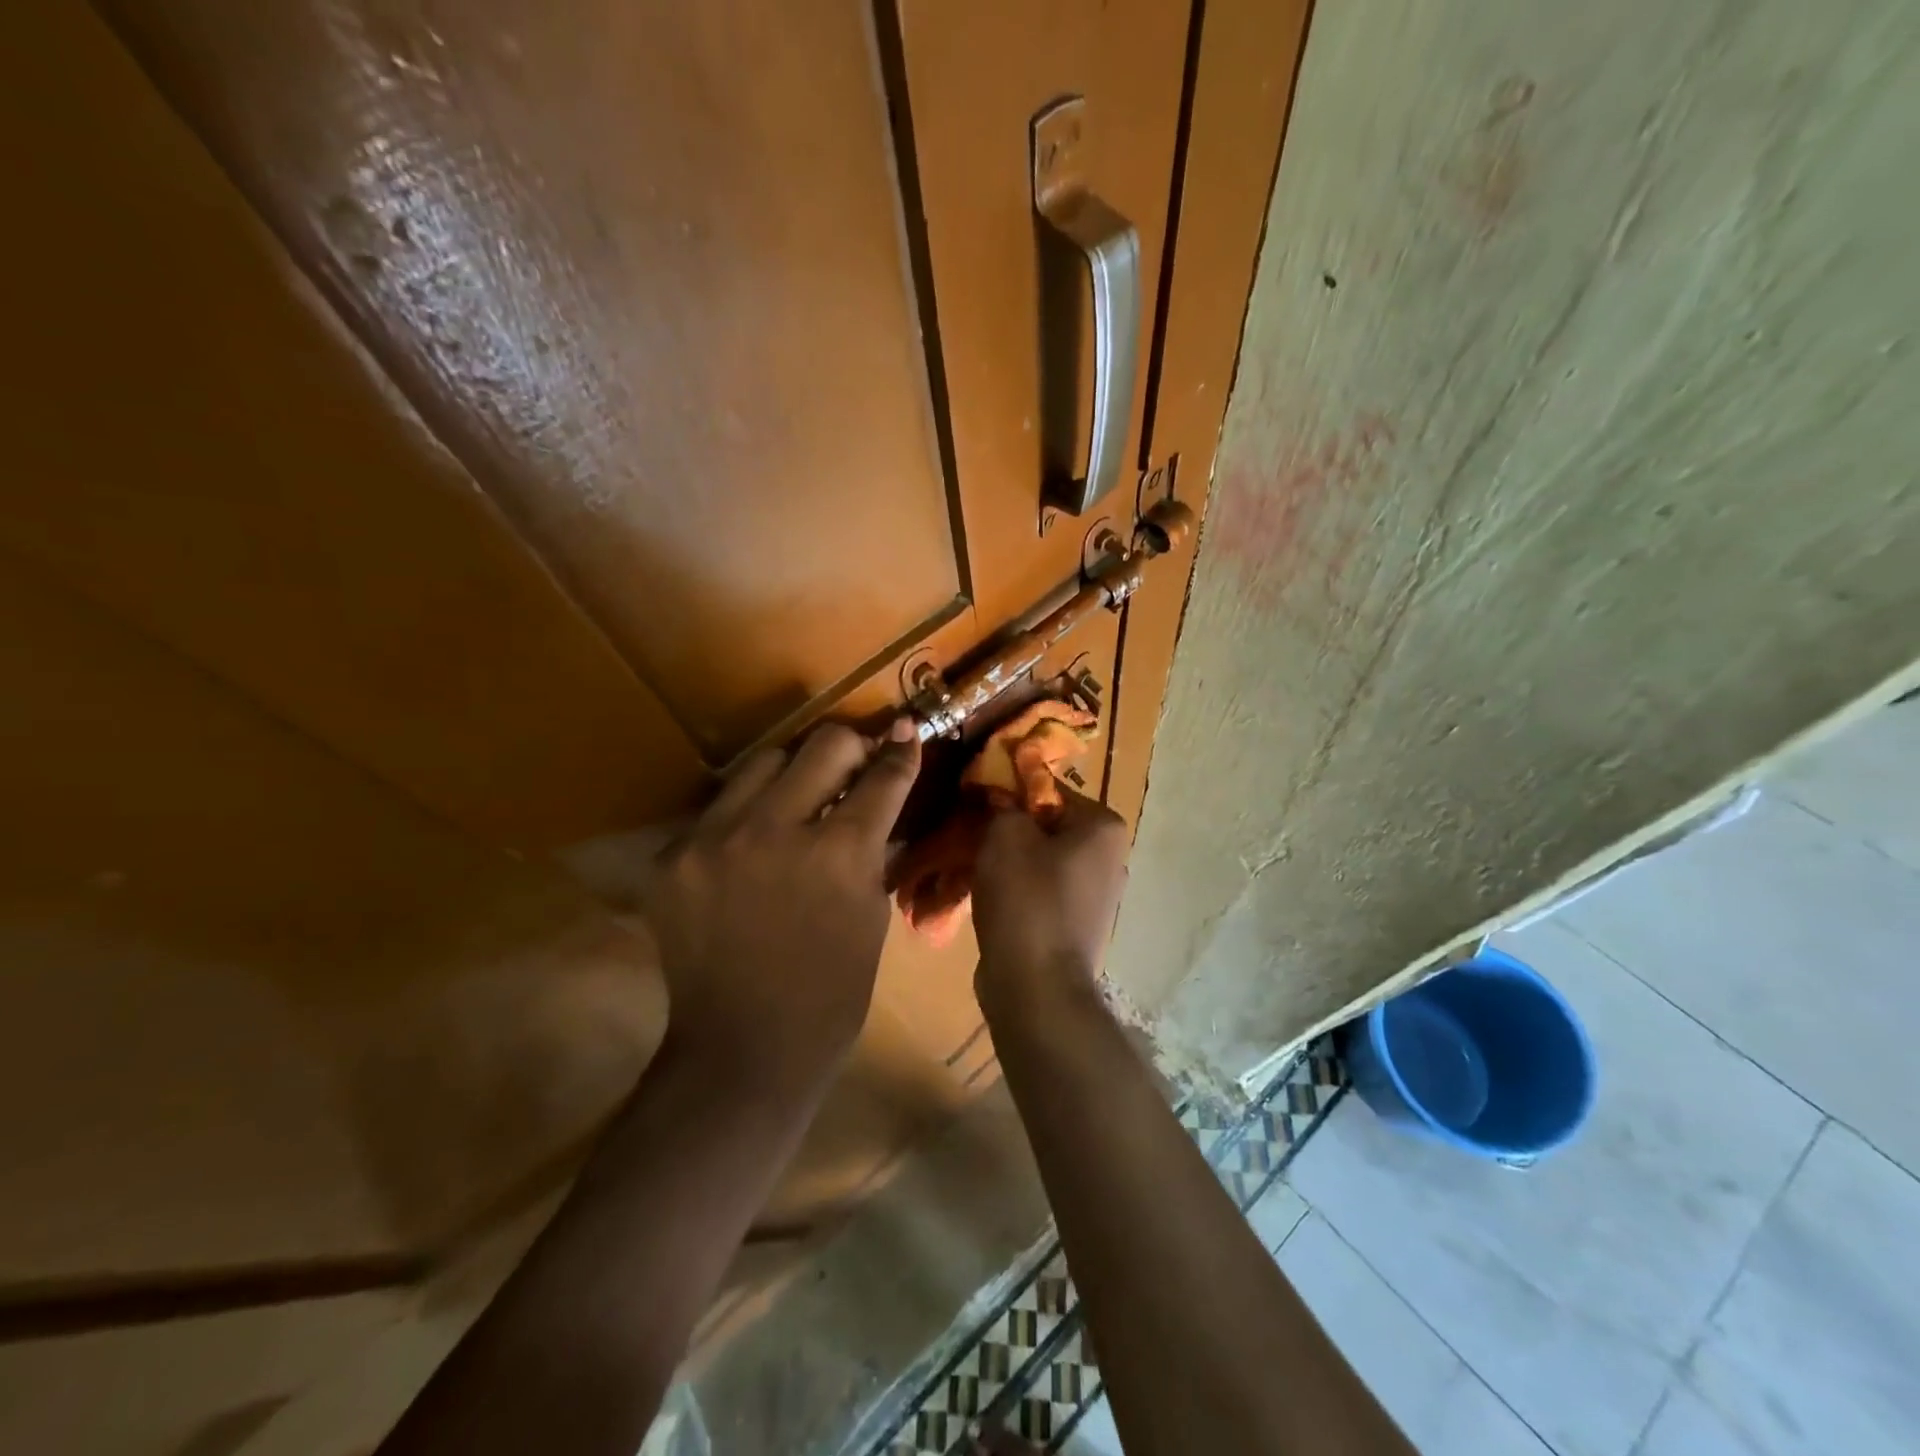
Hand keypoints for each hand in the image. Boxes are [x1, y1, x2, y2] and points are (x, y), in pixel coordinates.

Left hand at [639, 720, 920, 1084]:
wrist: (743, 1049)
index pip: (881, 777)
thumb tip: (878, 796)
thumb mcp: (872, 914)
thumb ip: (873, 847)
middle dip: (851, 747)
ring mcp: (716, 839)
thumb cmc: (831, 993)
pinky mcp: (674, 856)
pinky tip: (754, 845)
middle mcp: (775, 829)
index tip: (905, 731)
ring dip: (793, 772)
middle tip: (856, 765)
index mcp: (839, 853)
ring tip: (799, 798)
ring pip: (764, 761)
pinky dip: (746, 816)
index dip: (900, 751)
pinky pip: (720, 808)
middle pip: (823, 744)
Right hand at [972, 785, 1128, 1012]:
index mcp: (1104, 828)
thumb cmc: (1026, 898)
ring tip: (971, 863)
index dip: (1009, 791)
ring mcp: (1096, 896)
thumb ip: (1003, 804)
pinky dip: (1016, 889)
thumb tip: (999, 794)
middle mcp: (1110, 858)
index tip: (975, 800)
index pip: (1049, 789)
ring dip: (1008, 860)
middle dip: (1008, 828)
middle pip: (1047, 826)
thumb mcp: (1006, 835)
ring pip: (1041, 860)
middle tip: (970, 831)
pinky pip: (1041, 891)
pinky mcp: (1076, 925)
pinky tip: (986, 895)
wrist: (1036, 986)